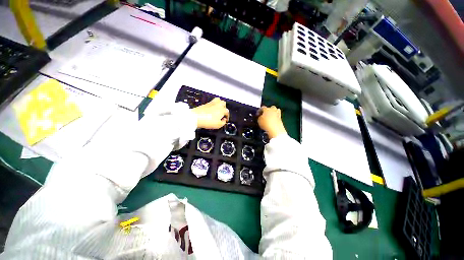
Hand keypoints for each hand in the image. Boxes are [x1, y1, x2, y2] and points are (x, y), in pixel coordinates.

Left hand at [192, 98, 228, 128]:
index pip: (227, 112)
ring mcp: (211, 103)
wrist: (196, 117)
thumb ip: (223, 123)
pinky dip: (214, 104)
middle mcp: (218, 105)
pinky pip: (212, 102)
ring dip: (220, 104)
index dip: (227, 116)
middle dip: (224, 108)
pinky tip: (212, 109)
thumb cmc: (208, 121)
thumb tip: (224, 120)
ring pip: (218, 100)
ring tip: (218, 109)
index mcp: (222, 110)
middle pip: (224, 103)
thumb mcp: (218, 125)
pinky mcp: (206, 104)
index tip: (226, 119)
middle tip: (223, 113)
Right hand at [257, 106, 286, 138]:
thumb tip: (260, 117)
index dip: (259, 111)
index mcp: (266, 109)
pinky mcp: (281, 119)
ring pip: (275, 111)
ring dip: (273, 113)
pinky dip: (275, 118)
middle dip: (268, 110)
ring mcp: (278, 113)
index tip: (257, 115)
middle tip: (264, 115)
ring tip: (269, 118)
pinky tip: (272, 121)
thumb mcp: (259, 120)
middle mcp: (273, 109)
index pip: (262, 108)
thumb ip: (259, 117)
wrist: (275, 129)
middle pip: (270, 108)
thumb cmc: (265, 124)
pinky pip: (277, 116)